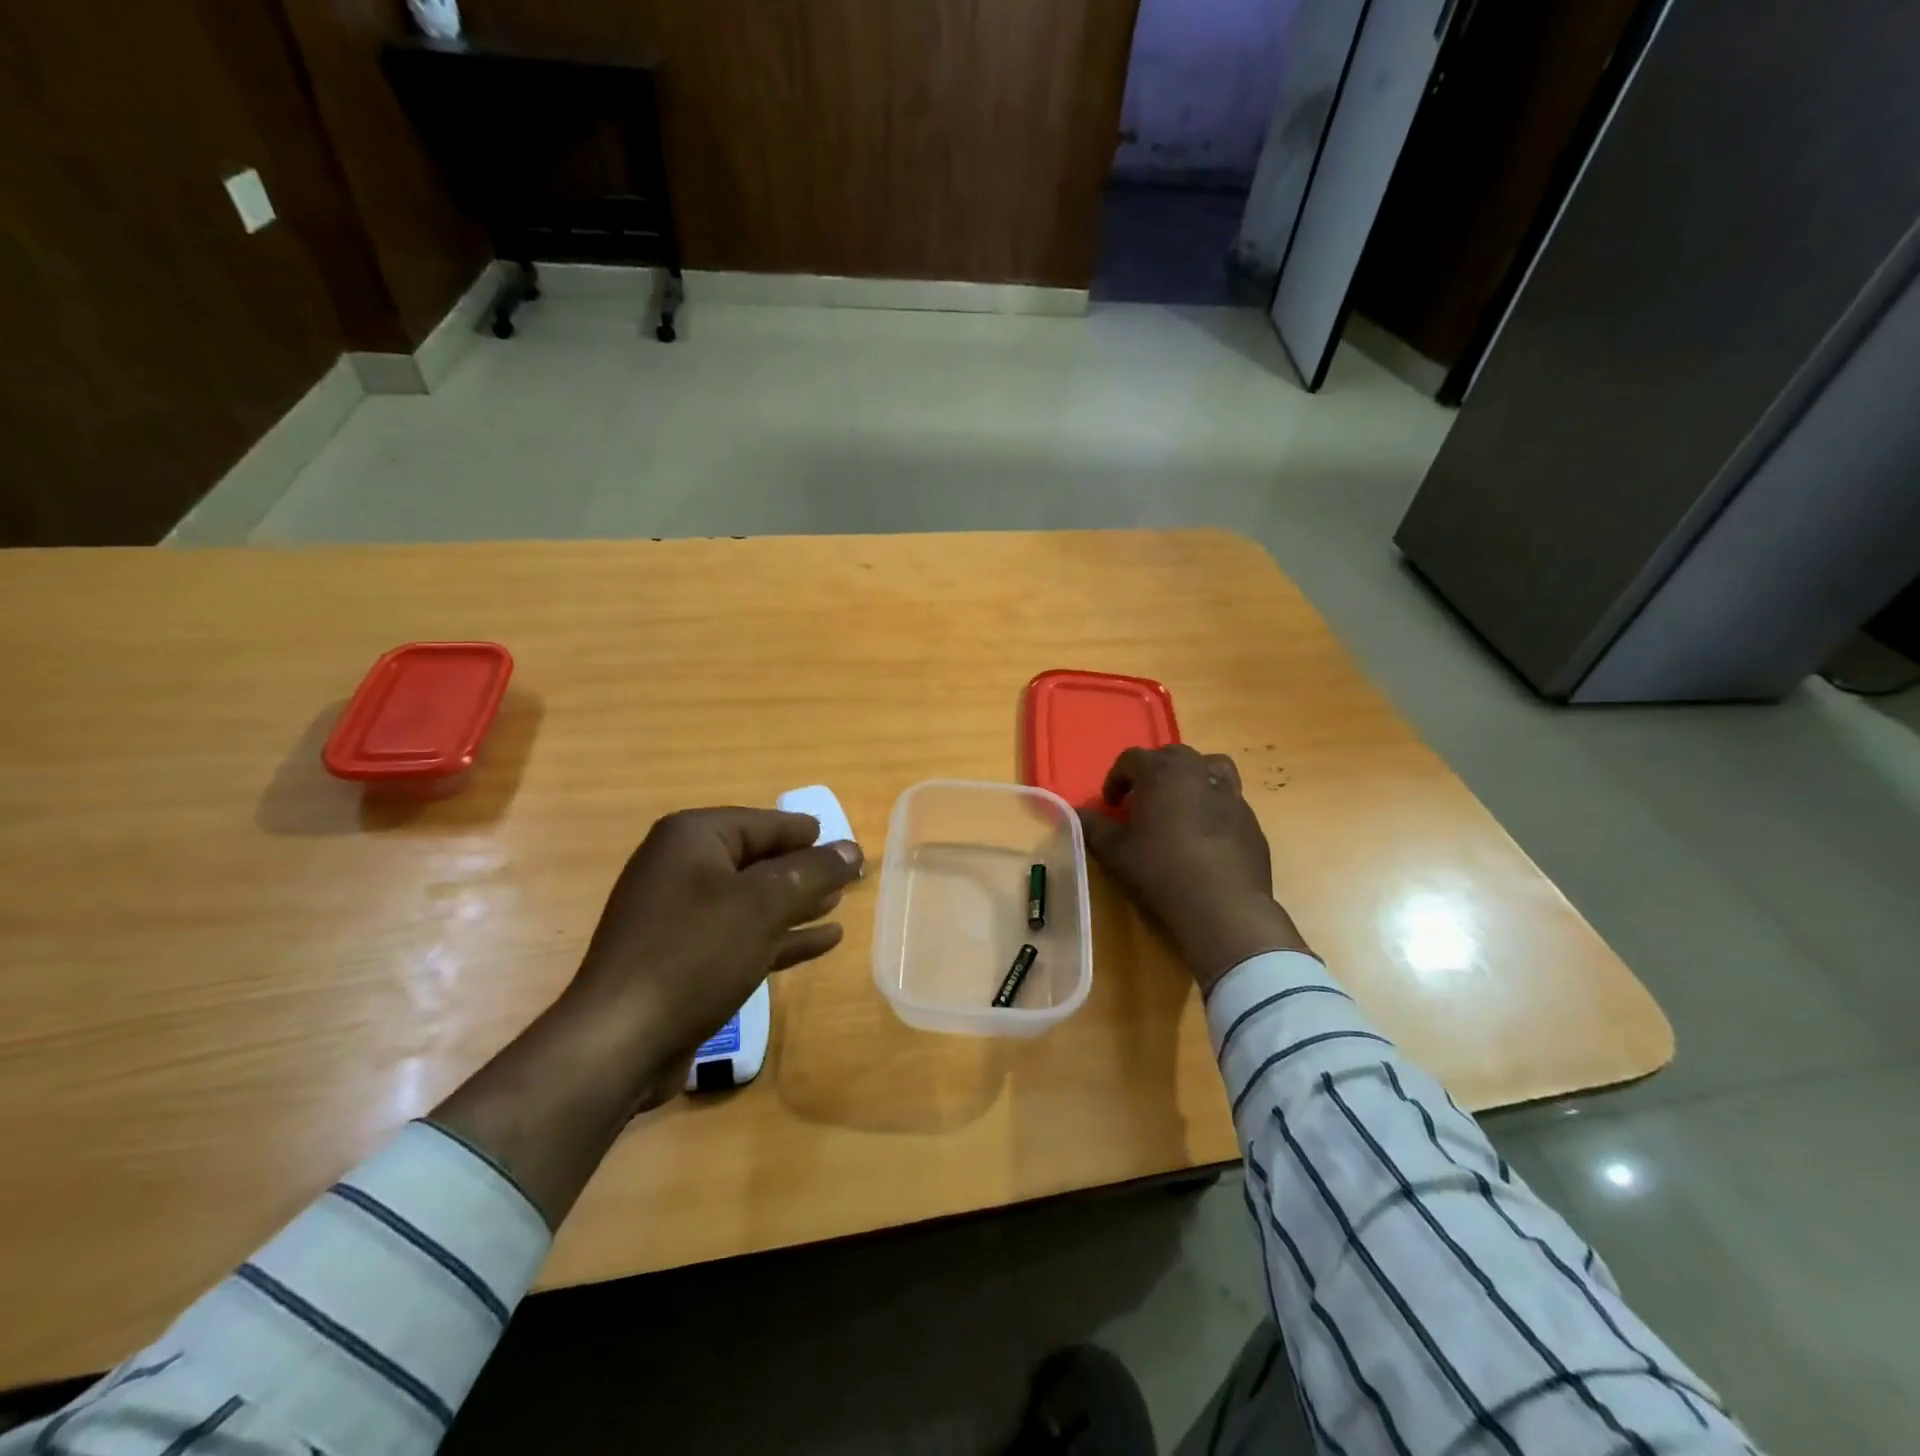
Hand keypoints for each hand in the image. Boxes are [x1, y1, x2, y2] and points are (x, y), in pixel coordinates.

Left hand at [559, 808, 864, 1111]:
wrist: (621, 1041)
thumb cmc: (695, 953)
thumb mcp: (764, 904)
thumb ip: (813, 871)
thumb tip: (853, 849)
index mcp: (692, 839)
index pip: (763, 823)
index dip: (806, 833)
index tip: (844, 843)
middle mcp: (680, 868)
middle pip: (757, 860)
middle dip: (803, 870)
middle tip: (848, 877)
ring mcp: (678, 916)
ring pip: (751, 900)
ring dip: (795, 904)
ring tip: (838, 905)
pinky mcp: (682, 958)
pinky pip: (741, 935)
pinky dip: (779, 936)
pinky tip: (821, 942)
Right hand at [1078, 745, 1310, 991]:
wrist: (1223, 906)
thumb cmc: (1160, 871)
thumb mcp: (1115, 852)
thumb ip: (1093, 826)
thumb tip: (1077, 813)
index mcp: (1161, 772)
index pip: (1131, 759)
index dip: (1116, 778)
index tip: (1110, 804)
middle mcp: (1198, 772)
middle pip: (1172, 756)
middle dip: (1153, 772)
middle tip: (1142, 801)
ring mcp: (1230, 794)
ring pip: (1209, 768)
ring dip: (1190, 778)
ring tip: (1180, 805)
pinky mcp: (1250, 820)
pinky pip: (1227, 800)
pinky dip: (1212, 806)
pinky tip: (1204, 837)